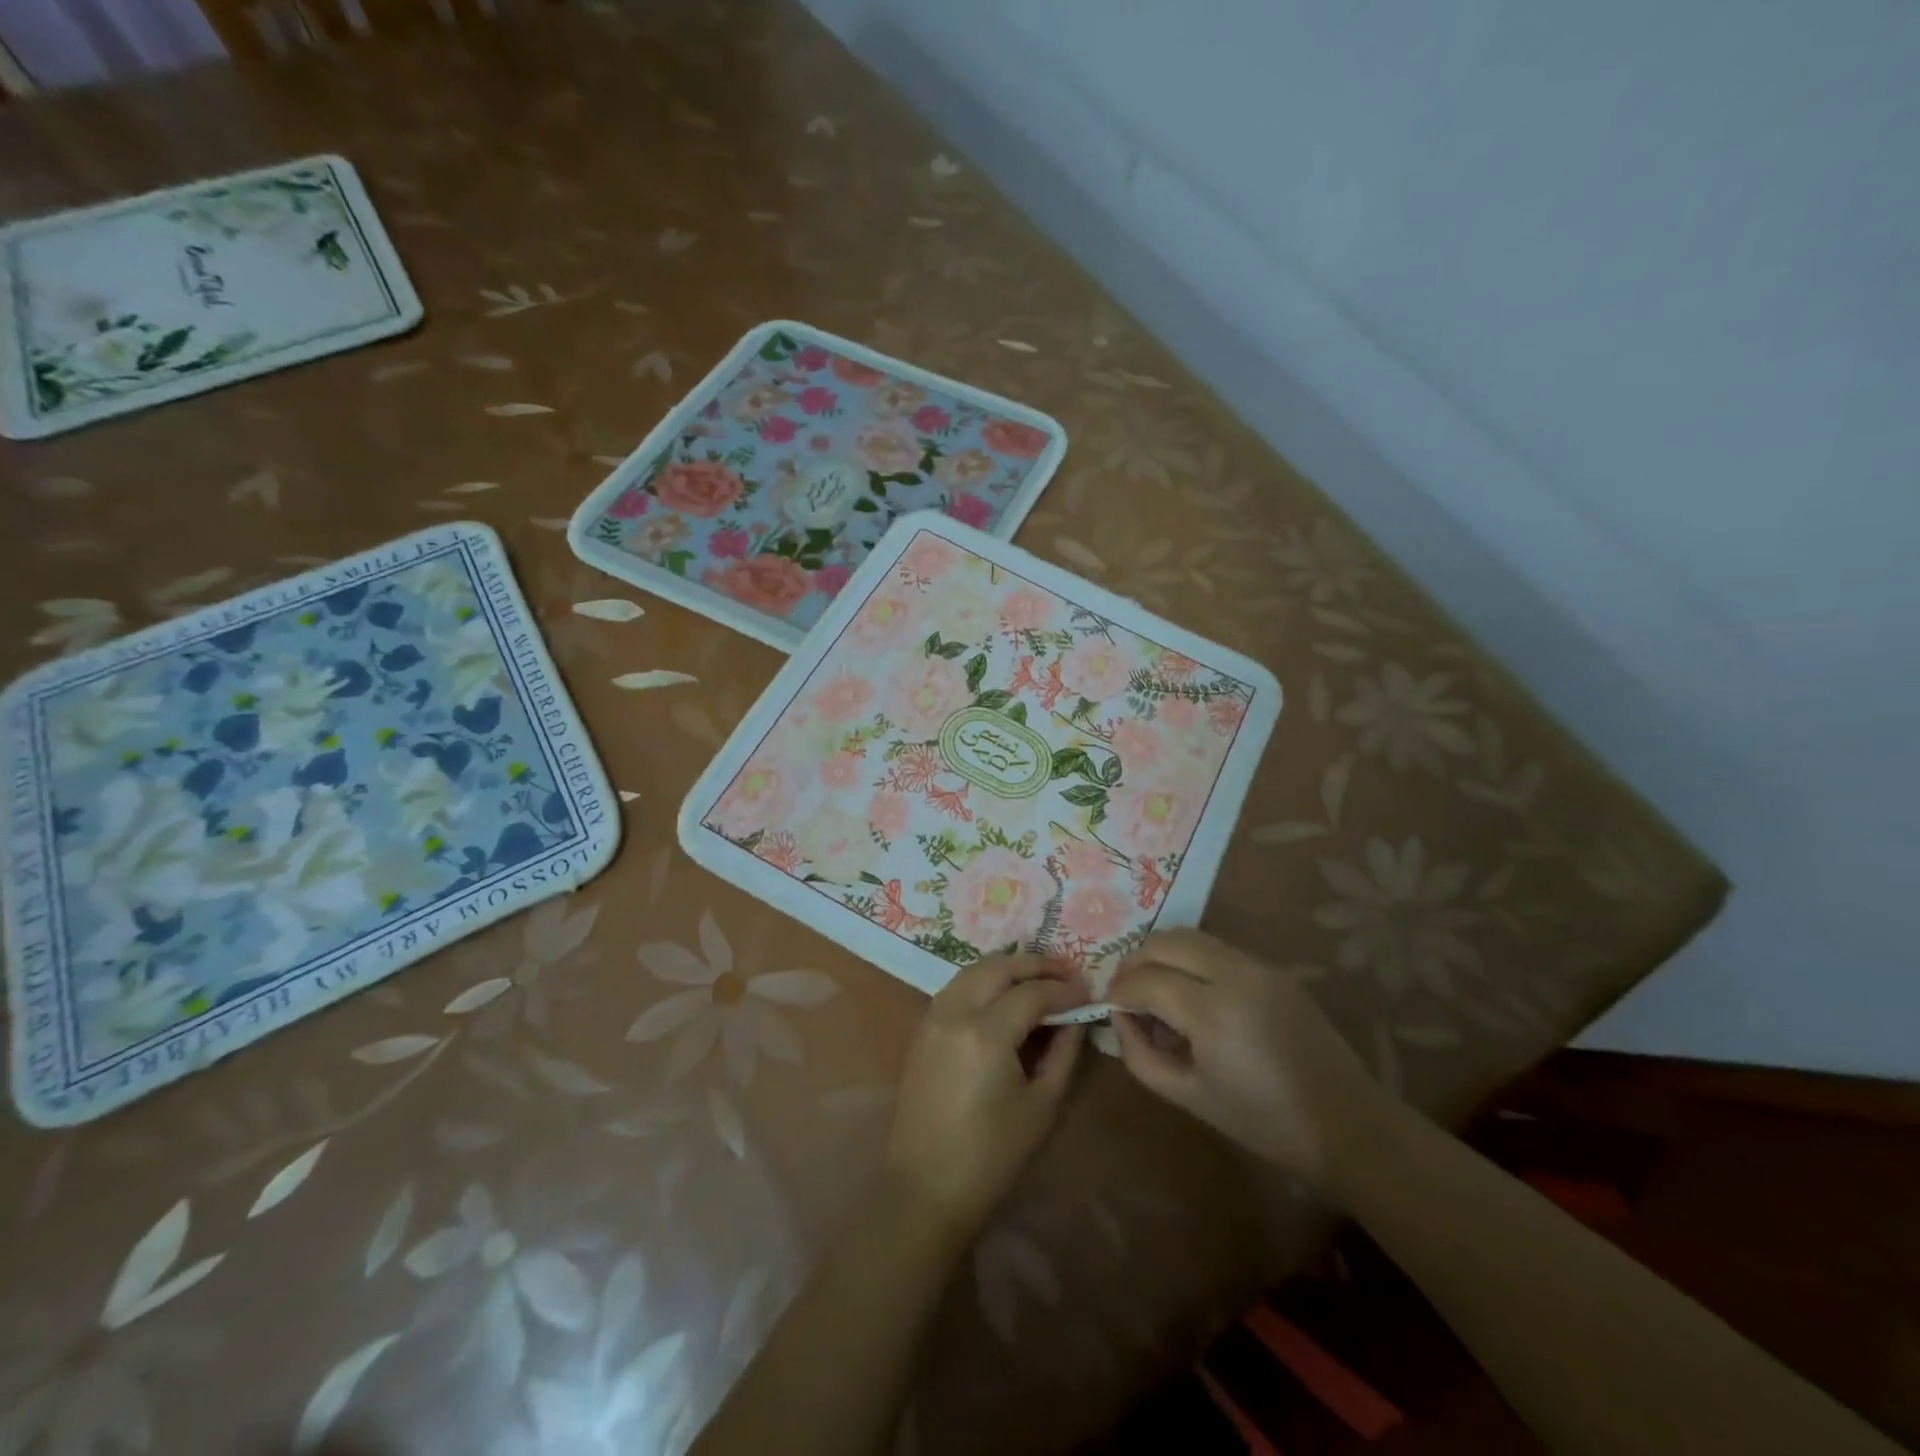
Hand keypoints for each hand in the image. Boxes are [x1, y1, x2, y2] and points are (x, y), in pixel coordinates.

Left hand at [885, 954, 1086, 1236]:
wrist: (925, 1188)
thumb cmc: (992, 1156)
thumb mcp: (1041, 1105)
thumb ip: (1063, 1053)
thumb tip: (1076, 1018)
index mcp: (986, 1033)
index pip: (1033, 993)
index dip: (1064, 989)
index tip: (1089, 990)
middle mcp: (955, 1012)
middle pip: (999, 966)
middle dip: (1036, 964)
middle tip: (1067, 972)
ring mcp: (933, 1017)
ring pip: (974, 969)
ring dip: (1008, 967)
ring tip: (1040, 977)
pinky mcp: (922, 1028)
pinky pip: (957, 986)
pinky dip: (984, 980)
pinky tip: (1005, 994)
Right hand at [1107, 930, 1392, 1185]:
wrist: (1349, 1126)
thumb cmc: (1265, 1123)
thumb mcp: (1189, 1097)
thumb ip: (1141, 1055)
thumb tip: (1120, 1018)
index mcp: (1212, 1012)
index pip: (1146, 980)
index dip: (1119, 991)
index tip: (1108, 1007)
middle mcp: (1234, 974)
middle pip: (1165, 941)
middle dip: (1135, 960)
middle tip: (1124, 990)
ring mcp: (1258, 966)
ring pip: (1190, 937)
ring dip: (1162, 954)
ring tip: (1153, 987)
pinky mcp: (1274, 970)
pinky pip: (1217, 948)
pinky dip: (1190, 958)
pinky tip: (1190, 991)